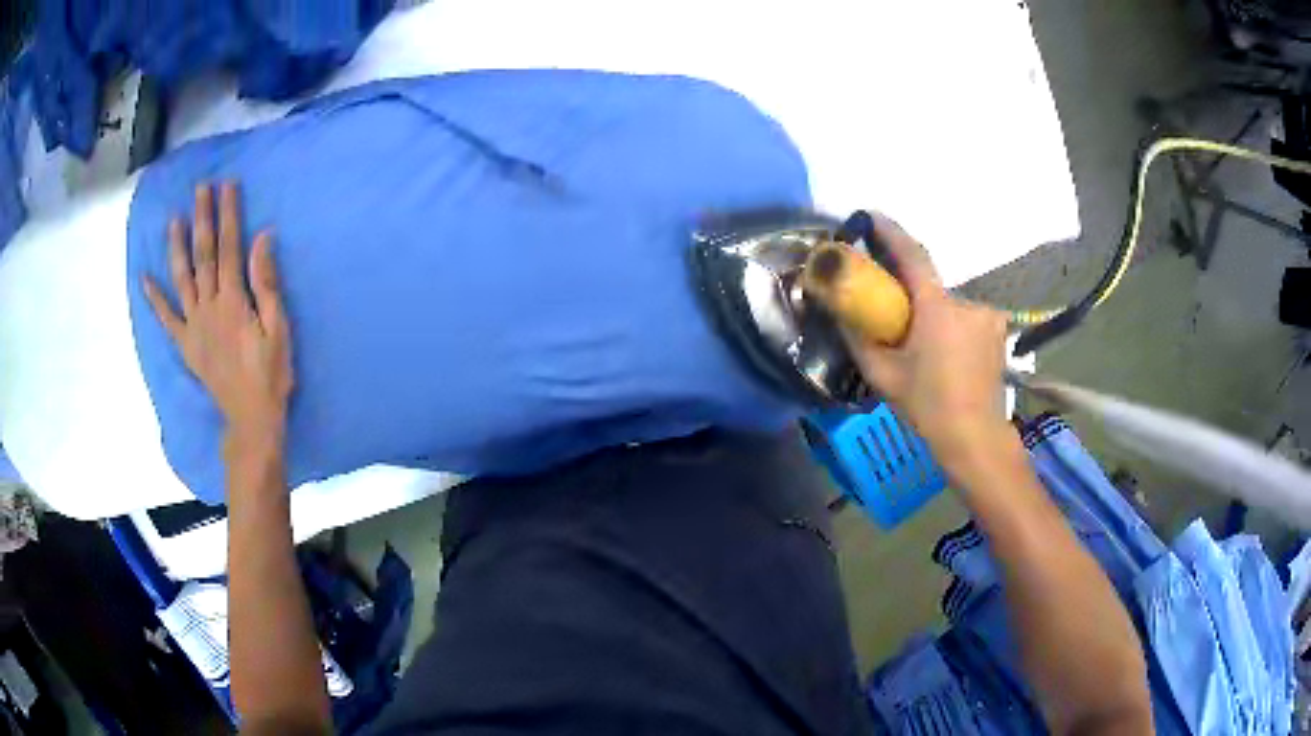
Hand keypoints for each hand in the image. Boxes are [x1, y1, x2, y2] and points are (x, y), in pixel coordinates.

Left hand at [143, 182, 292, 447]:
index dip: (227, 214)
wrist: (251, 418)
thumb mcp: (279, 328)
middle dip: (202, 219)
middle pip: (203, 255)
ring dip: (177, 247)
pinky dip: (155, 299)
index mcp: (233, 300)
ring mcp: (193, 325)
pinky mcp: (186, 344)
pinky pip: (167, 319)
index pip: (229, 247)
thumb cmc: (270, 373)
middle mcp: (209, 306)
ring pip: (182, 279)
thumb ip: (267, 283)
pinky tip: (145, 279)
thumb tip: (262, 238)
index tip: (226, 186)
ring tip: (175, 220)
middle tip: (200, 189)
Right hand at [845, 215, 1010, 460]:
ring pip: (949, 306)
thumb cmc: (928, 407)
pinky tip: (946, 358)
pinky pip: (965, 319)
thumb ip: (860, 340)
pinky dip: (951, 328)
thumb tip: (840, 311)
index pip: (913, 256)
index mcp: (937, 309)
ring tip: (924, 352)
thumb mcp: (884, 377)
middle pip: (931, 287)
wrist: (976, 438)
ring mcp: (987, 317)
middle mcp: (966, 303)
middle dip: (911, 297)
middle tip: (895, 321)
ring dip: (933, 317)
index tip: (872, 216)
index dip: (891, 232)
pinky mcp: (997, 332)